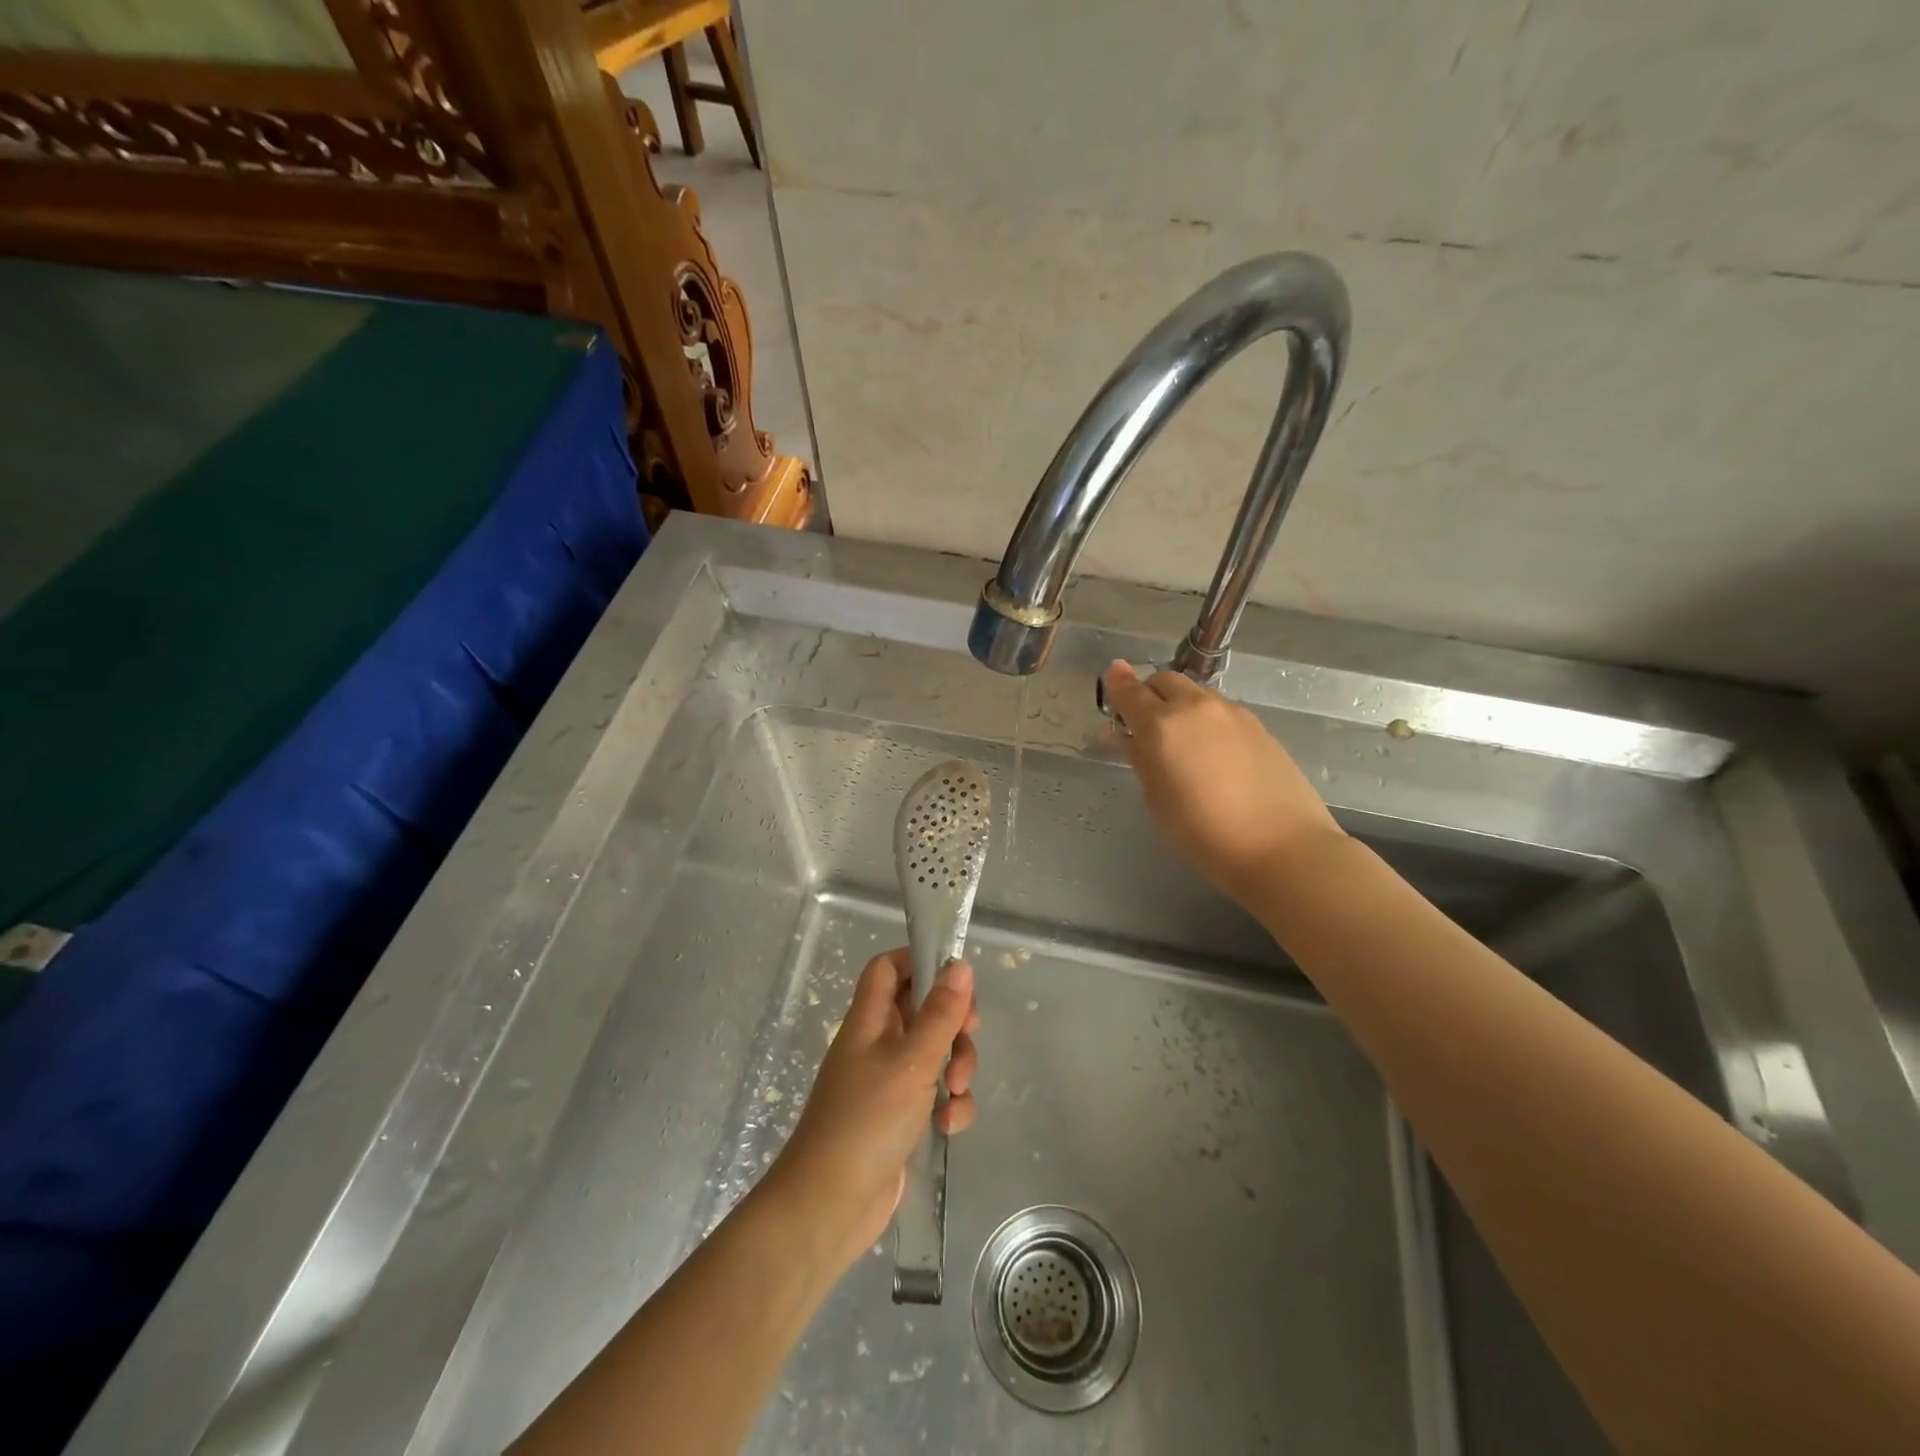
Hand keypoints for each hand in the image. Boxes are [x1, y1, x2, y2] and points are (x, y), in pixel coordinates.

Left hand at [766, 949, 978, 1276]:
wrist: (830, 1205)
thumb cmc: (867, 1119)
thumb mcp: (911, 1060)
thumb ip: (939, 1013)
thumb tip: (959, 963)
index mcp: (869, 1019)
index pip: (889, 968)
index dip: (918, 961)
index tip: (956, 977)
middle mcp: (877, 1043)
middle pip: (922, 1008)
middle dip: (953, 1022)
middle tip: (969, 1034)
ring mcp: (888, 1082)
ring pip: (935, 1053)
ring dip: (957, 1067)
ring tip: (958, 1092)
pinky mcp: (900, 1118)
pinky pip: (934, 1094)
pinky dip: (949, 1105)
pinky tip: (948, 1126)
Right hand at [1102, 660, 1345, 902]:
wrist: (1282, 847)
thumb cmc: (1203, 833)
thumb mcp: (1157, 799)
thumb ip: (1140, 758)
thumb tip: (1125, 735)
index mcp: (1161, 725)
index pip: (1129, 691)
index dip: (1116, 684)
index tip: (1111, 679)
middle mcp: (1195, 707)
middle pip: (1164, 681)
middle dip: (1149, 694)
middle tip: (1144, 723)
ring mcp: (1232, 713)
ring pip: (1195, 693)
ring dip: (1179, 705)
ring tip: (1181, 740)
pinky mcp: (1258, 725)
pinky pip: (1220, 710)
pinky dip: (1206, 719)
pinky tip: (1212, 752)